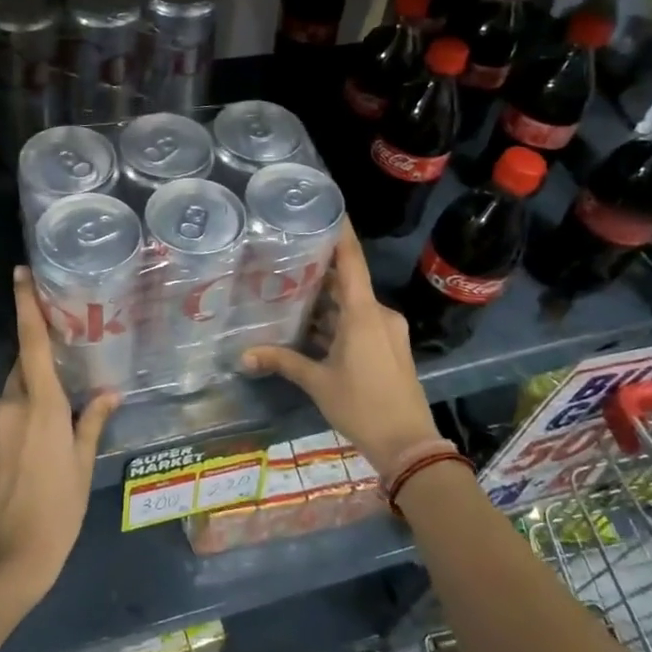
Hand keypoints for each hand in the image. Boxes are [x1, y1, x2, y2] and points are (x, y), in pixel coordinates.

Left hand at [0, 267, 120, 606]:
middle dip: (40, 352)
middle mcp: (14, 404)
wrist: (8, 556)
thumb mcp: (83, 465)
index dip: (27, 305)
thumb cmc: (58, 509)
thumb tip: (110, 392)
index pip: (34, 343)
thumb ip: (93, 422)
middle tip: (62, 346)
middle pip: (25, 364)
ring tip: (45, 380)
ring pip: (9, 384)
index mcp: (44, 406)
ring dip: (24, 377)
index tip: (20, 273)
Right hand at [241, 221, 438, 476]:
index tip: (328, 208)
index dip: (341, 233)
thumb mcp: (317, 382)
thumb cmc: (361, 405)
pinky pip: (361, 322)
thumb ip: (282, 362)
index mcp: (364, 313)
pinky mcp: (390, 347)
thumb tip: (243, 355)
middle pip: (348, 283)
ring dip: (327, 301)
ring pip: (353, 305)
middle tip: (287, 255)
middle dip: (320, 271)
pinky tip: (311, 325)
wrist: (407, 443)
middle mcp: (380, 314)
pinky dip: (338, 320)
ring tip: (290, 289)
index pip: (352, 261)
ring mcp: (388, 331)